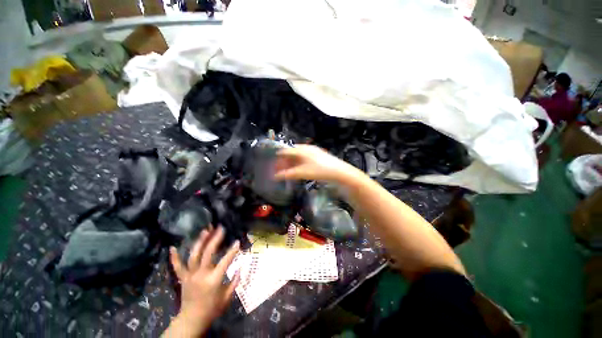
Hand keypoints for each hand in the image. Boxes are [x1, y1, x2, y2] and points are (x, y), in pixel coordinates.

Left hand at [167, 227, 240, 336]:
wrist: (192, 320)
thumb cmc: (212, 309)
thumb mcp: (227, 297)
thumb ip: (234, 282)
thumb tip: (240, 268)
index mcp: (214, 280)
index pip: (225, 261)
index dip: (232, 251)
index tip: (237, 242)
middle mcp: (201, 275)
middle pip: (208, 254)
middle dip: (215, 239)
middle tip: (221, 228)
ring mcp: (190, 276)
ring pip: (193, 256)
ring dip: (199, 242)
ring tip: (205, 231)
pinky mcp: (183, 278)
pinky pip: (177, 267)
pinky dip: (174, 257)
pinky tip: (172, 247)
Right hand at [274, 145, 360, 182]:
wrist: (338, 171)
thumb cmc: (318, 171)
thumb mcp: (302, 173)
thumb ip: (287, 174)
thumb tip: (275, 177)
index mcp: (300, 149)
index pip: (285, 151)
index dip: (278, 158)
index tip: (274, 165)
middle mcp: (305, 147)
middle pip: (291, 152)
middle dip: (285, 161)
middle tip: (280, 169)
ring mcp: (312, 150)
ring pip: (298, 154)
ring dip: (292, 162)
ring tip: (289, 170)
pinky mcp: (318, 154)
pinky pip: (304, 156)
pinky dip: (299, 162)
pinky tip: (299, 168)